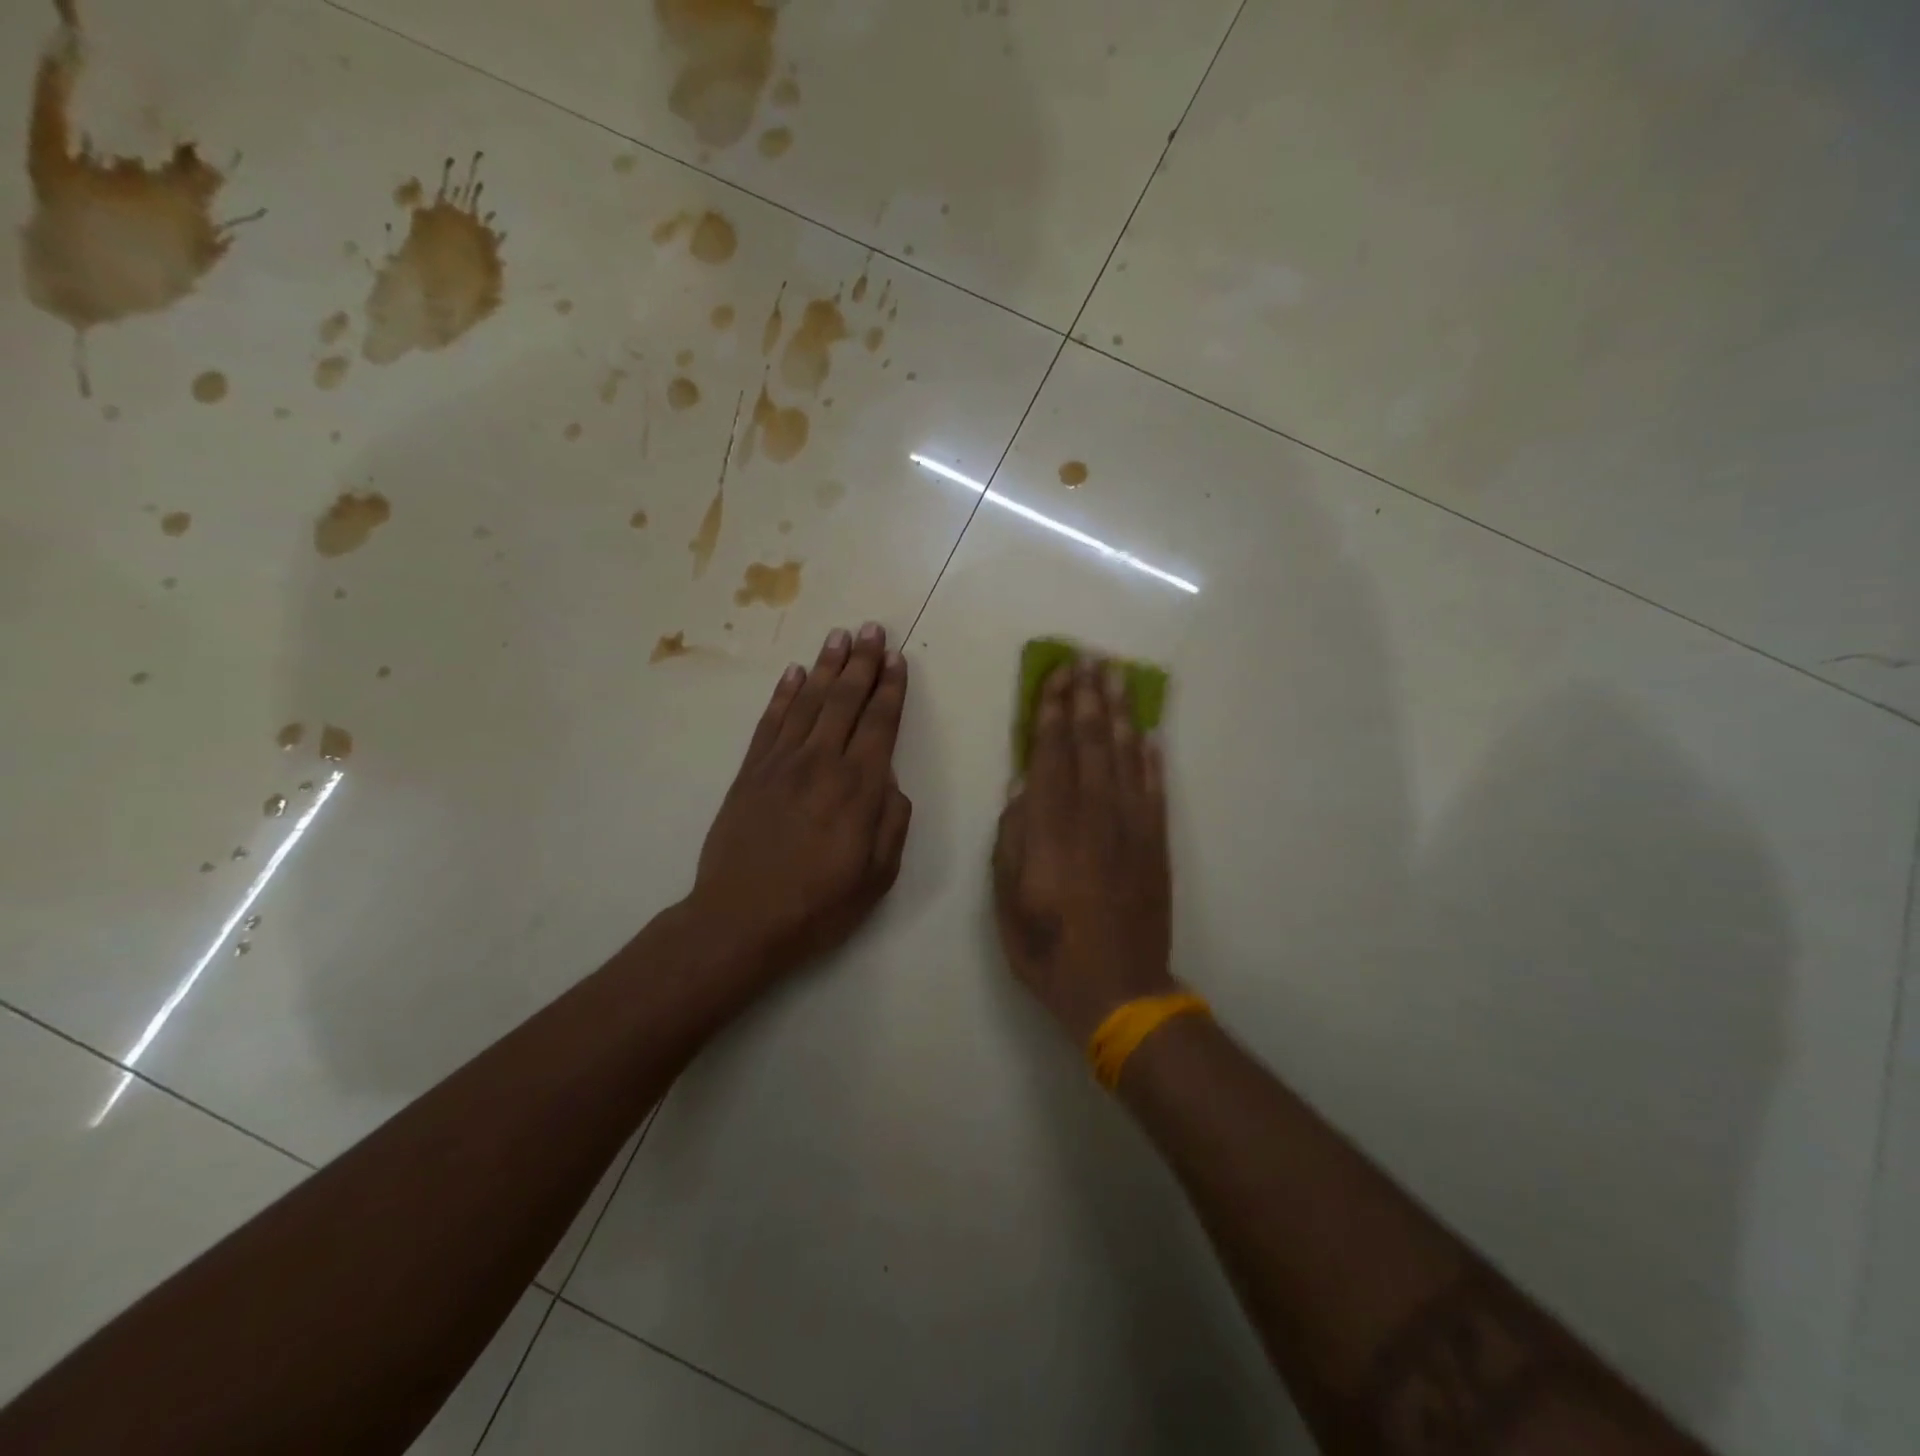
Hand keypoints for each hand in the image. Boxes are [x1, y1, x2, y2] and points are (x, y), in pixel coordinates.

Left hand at [689, 623, 912, 976]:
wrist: (740, 919)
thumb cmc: (818, 904)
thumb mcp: (877, 875)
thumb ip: (892, 822)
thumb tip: (891, 782)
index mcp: (858, 787)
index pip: (880, 724)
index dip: (891, 689)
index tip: (897, 659)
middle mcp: (821, 762)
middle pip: (846, 701)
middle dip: (863, 663)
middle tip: (872, 629)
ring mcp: (781, 763)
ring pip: (808, 702)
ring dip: (826, 666)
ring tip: (840, 636)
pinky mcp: (750, 772)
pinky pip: (770, 722)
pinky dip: (783, 694)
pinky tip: (795, 673)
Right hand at [993, 658, 1176, 1042]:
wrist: (1116, 987)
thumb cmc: (1047, 946)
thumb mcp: (1007, 896)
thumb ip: (1012, 836)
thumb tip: (1022, 785)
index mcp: (1051, 826)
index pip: (1052, 754)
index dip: (1053, 712)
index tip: (1056, 677)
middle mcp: (1093, 814)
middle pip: (1091, 744)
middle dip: (1087, 699)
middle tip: (1088, 660)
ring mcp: (1131, 827)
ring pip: (1126, 757)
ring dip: (1120, 714)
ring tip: (1117, 678)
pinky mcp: (1156, 844)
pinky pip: (1155, 790)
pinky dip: (1152, 759)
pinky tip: (1149, 734)